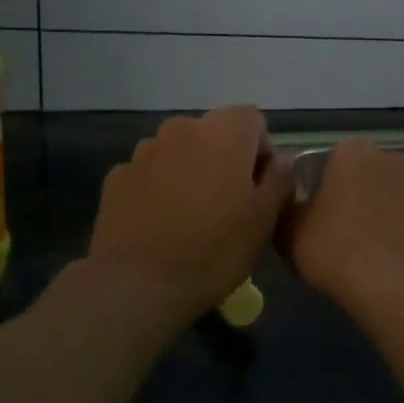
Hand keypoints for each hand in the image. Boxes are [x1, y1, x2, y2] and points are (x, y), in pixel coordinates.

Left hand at [86, 107, 292, 325]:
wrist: (138, 283)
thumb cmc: (214, 250)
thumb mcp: (264, 220)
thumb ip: (280, 179)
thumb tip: (285, 158)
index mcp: (223, 133)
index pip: (252, 119)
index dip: (261, 151)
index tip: (259, 188)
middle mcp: (181, 129)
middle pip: (213, 133)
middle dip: (225, 159)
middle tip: (229, 205)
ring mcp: (144, 151)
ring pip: (180, 151)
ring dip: (191, 171)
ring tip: (192, 216)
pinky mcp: (117, 177)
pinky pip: (150, 173)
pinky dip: (160, 188)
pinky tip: (162, 224)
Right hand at [281, 139, 403, 324]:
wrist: (402, 292)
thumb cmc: (339, 255)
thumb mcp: (290, 236)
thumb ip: (290, 213)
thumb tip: (296, 208)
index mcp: (355, 155)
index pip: (338, 161)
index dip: (331, 189)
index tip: (324, 218)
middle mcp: (399, 161)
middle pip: (379, 176)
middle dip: (370, 197)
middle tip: (355, 236)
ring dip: (403, 216)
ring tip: (390, 254)